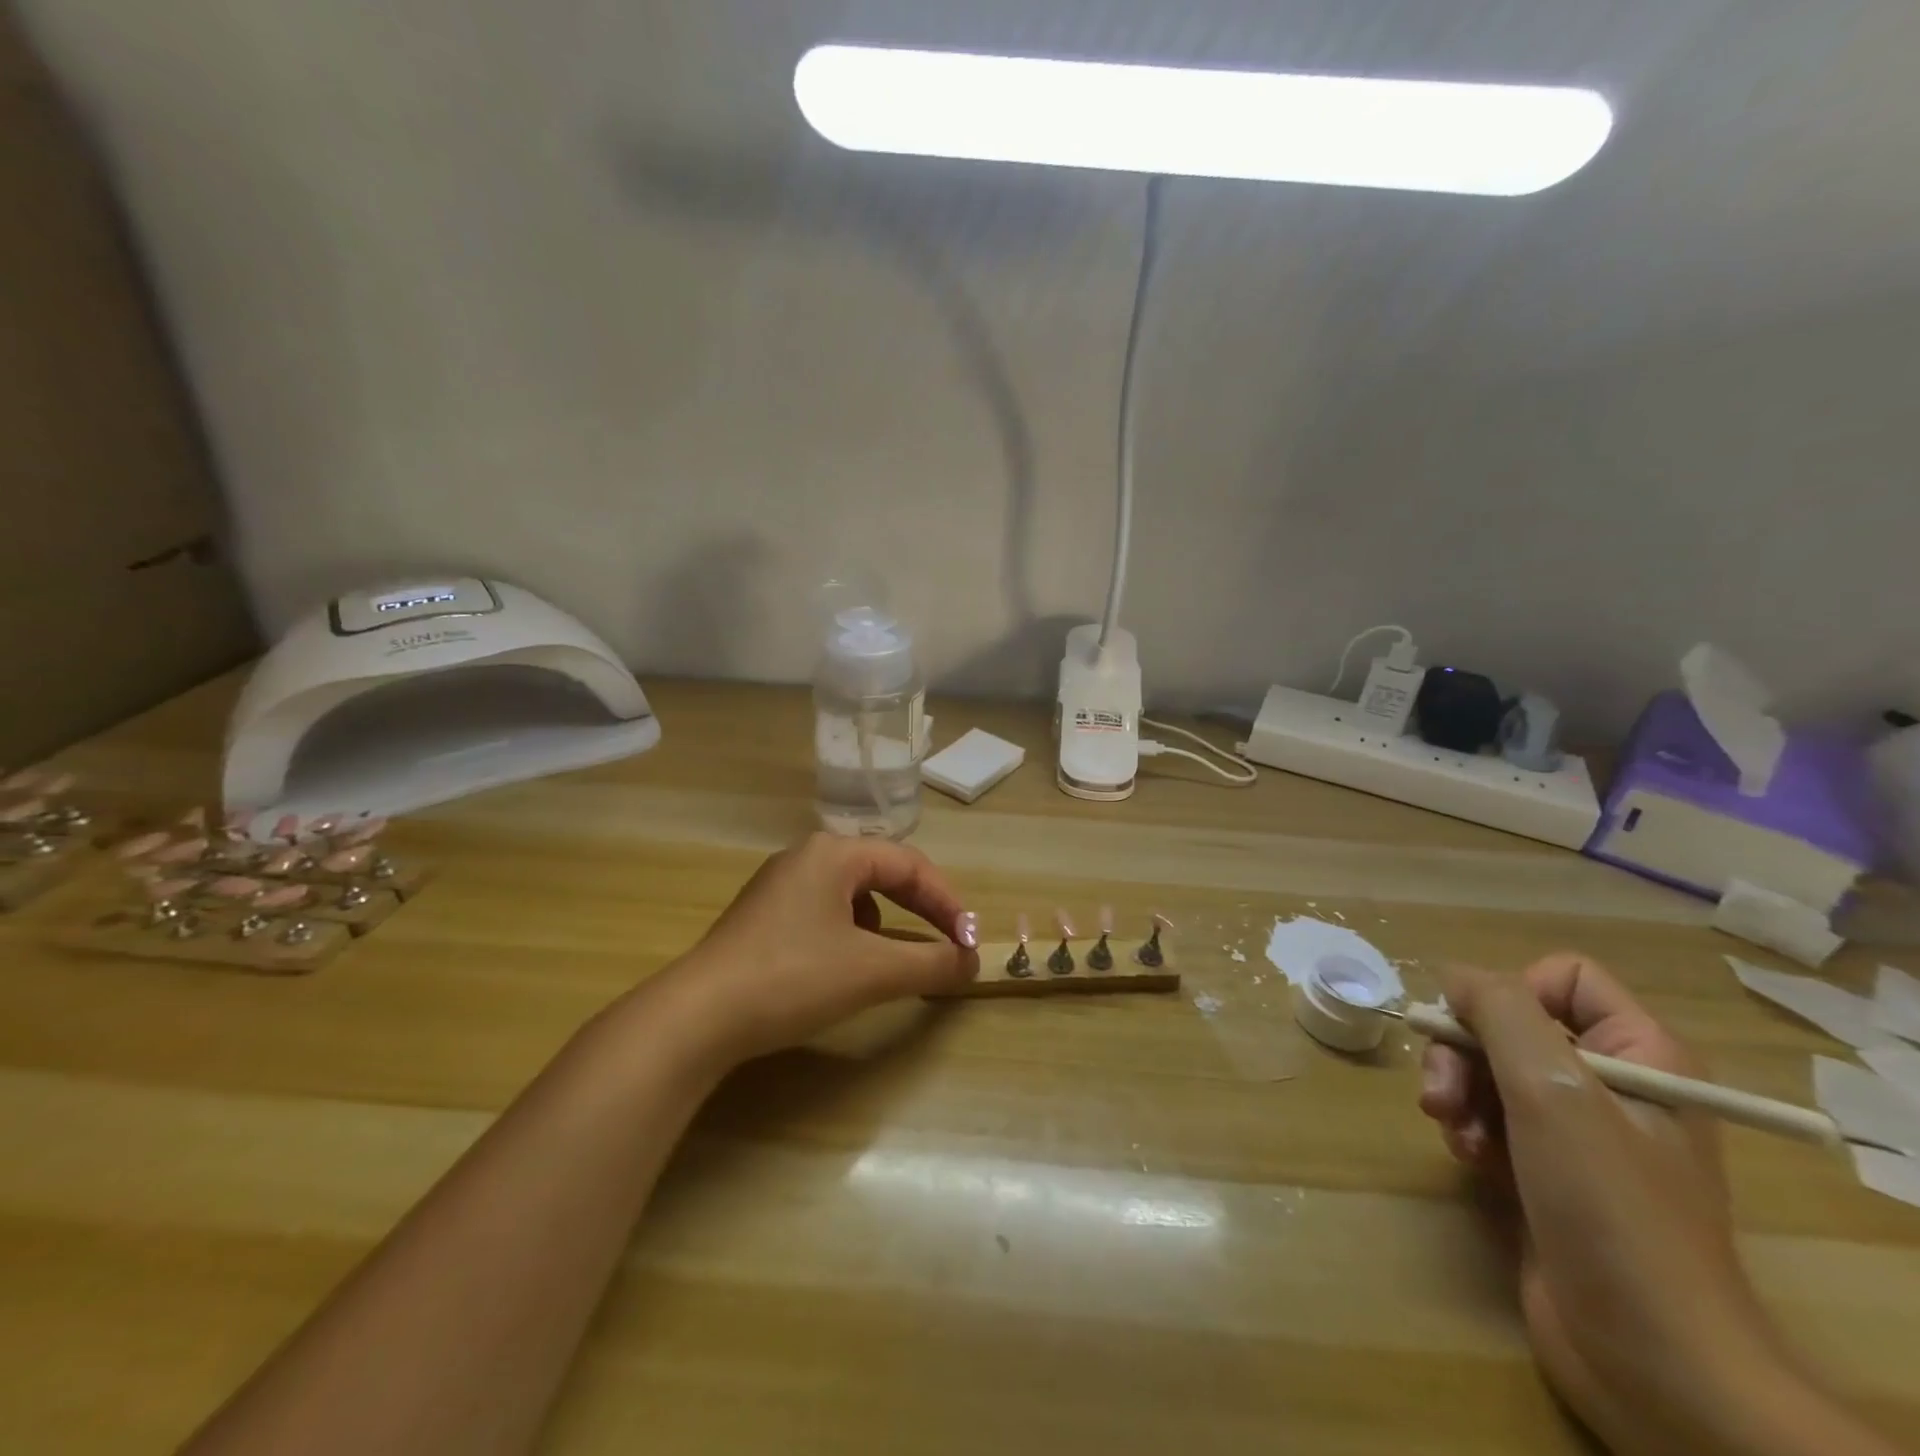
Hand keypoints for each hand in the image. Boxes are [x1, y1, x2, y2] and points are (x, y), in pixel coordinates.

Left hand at [649, 833, 979, 1065]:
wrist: (696, 1017)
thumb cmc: (792, 978)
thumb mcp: (871, 972)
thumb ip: (931, 963)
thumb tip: (973, 962)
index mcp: (833, 853)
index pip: (910, 865)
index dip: (948, 903)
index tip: (971, 942)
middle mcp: (806, 857)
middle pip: (882, 873)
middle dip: (920, 909)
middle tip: (948, 943)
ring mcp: (779, 885)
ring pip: (853, 893)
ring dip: (887, 922)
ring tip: (894, 955)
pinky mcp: (762, 916)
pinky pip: (825, 912)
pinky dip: (852, 934)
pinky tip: (844, 964)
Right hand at [1419, 955, 1806, 1454]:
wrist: (1650, 1356)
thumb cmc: (1610, 1207)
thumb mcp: (1552, 1090)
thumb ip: (1499, 1011)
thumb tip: (1453, 973)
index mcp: (1641, 1054)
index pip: (1564, 977)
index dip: (1513, 993)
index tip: (1484, 1032)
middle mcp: (1612, 1083)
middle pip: (1510, 1024)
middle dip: (1465, 1054)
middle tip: (1443, 1095)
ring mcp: (1580, 1132)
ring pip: (1491, 1070)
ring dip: (1460, 1094)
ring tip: (1454, 1134)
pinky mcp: (1548, 1170)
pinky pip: (1491, 1117)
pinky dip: (1470, 1131)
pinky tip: (1470, 1162)